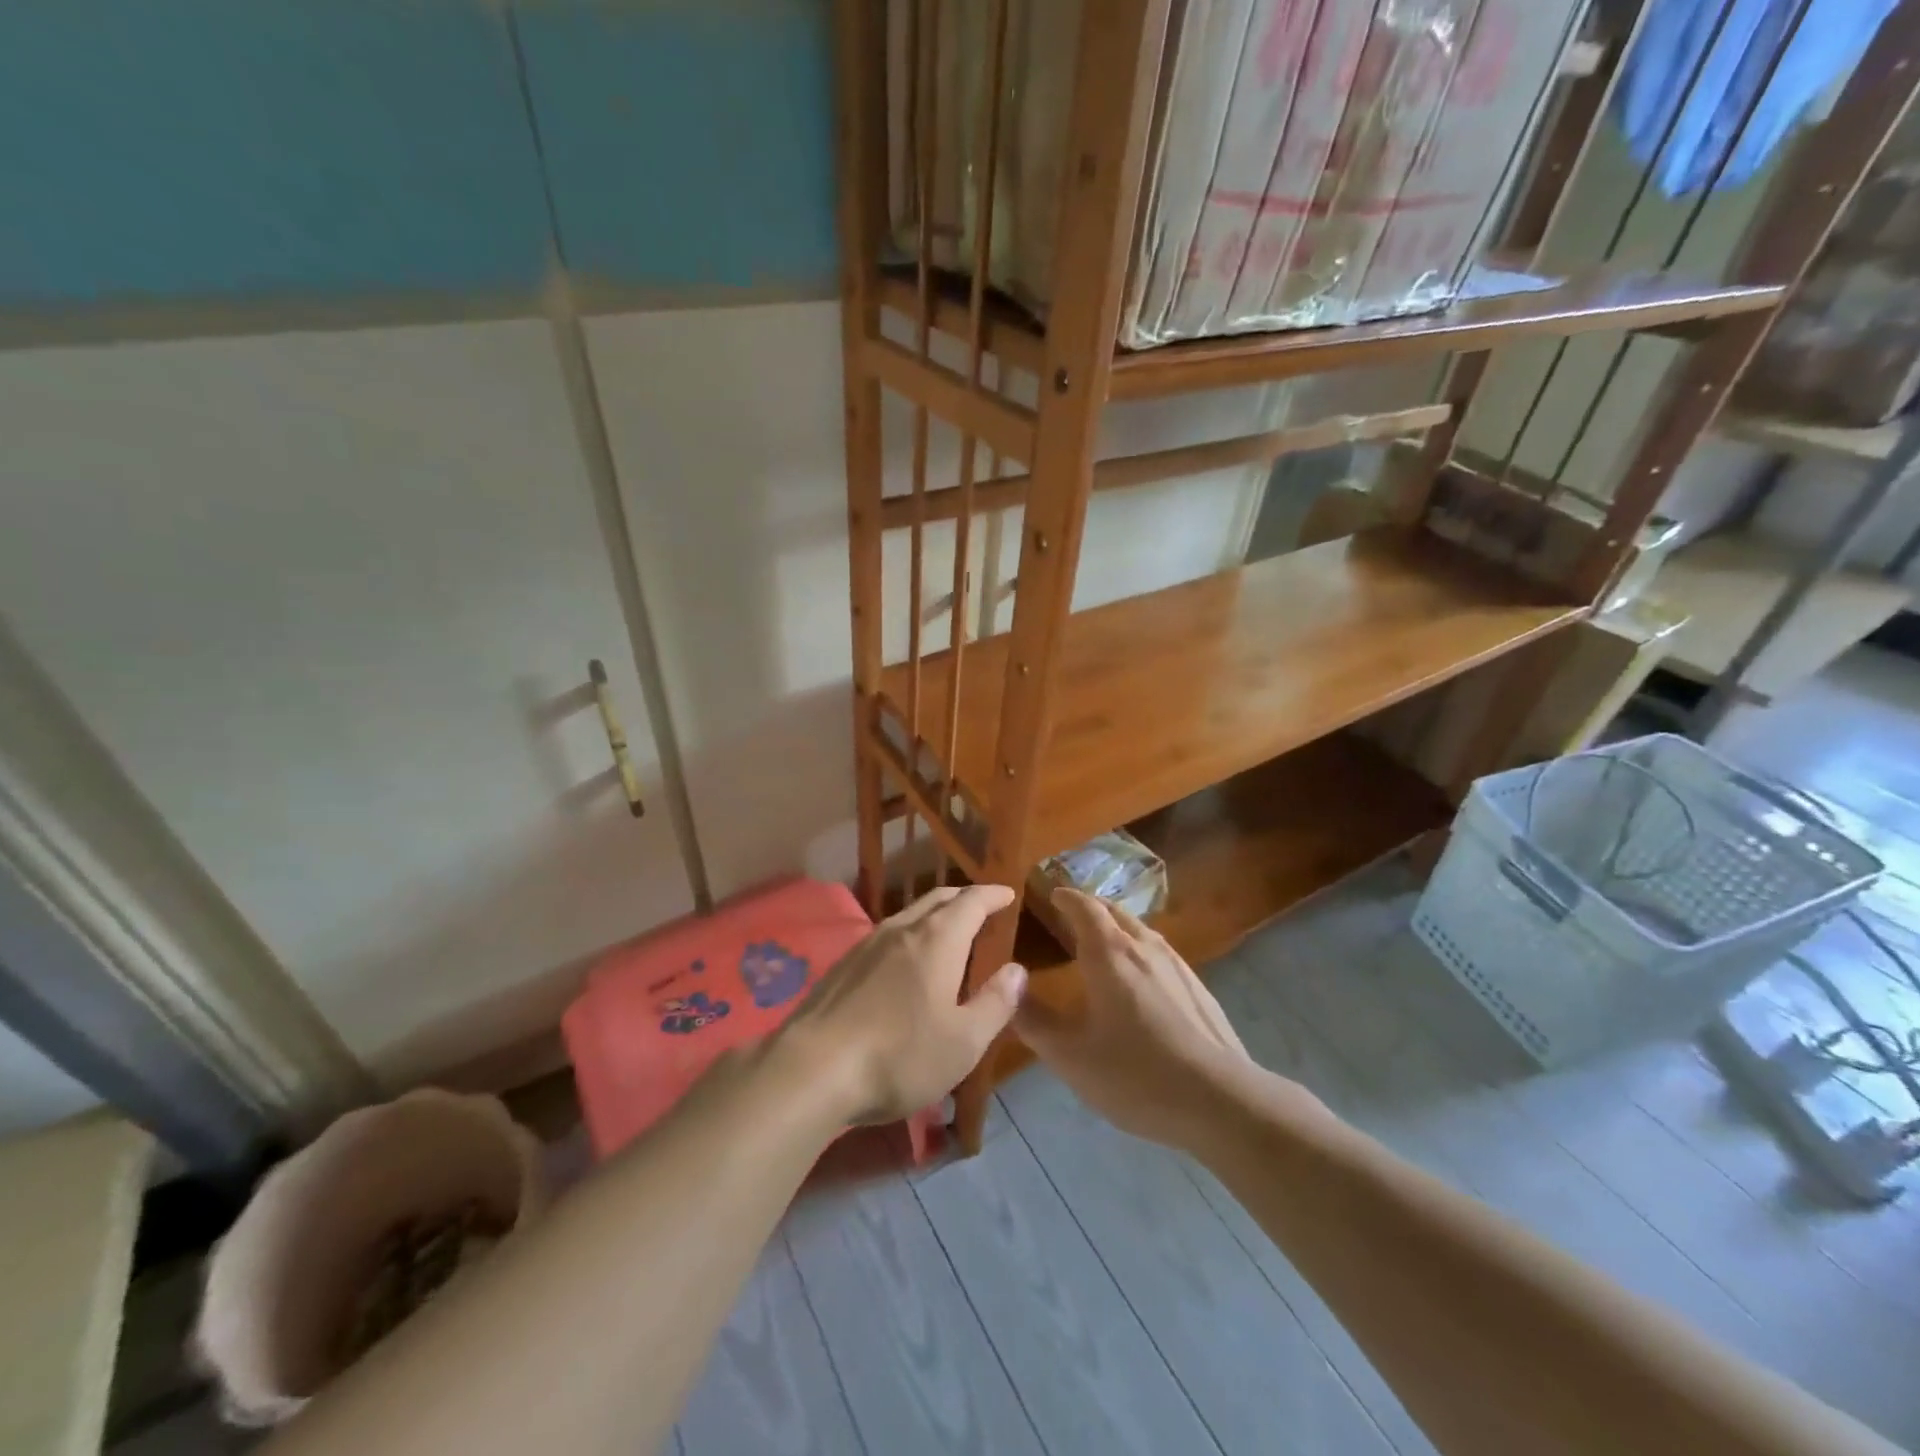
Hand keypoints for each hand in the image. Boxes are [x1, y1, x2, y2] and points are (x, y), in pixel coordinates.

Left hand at [777, 885, 1026, 1125]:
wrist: (812, 1069)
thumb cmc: (900, 1056)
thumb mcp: (964, 1042)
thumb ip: (995, 1003)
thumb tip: (1017, 970)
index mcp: (938, 940)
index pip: (971, 902)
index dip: (992, 895)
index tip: (1007, 893)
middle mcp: (902, 929)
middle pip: (937, 899)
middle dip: (963, 898)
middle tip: (981, 906)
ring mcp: (867, 944)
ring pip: (909, 915)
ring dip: (933, 915)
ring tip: (946, 931)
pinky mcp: (843, 965)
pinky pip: (886, 935)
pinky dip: (909, 934)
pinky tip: (904, 961)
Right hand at [1015, 889, 1253, 1149]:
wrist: (1219, 1100)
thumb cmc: (1134, 1073)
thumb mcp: (1069, 1055)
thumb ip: (1034, 1020)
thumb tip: (1008, 987)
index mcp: (1109, 953)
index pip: (1084, 907)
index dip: (1066, 897)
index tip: (1052, 894)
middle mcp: (1144, 947)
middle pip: (1115, 912)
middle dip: (1091, 907)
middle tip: (1072, 915)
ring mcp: (1177, 966)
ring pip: (1141, 931)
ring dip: (1118, 927)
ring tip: (1104, 942)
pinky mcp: (1198, 989)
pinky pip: (1161, 954)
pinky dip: (1141, 950)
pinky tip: (1142, 980)